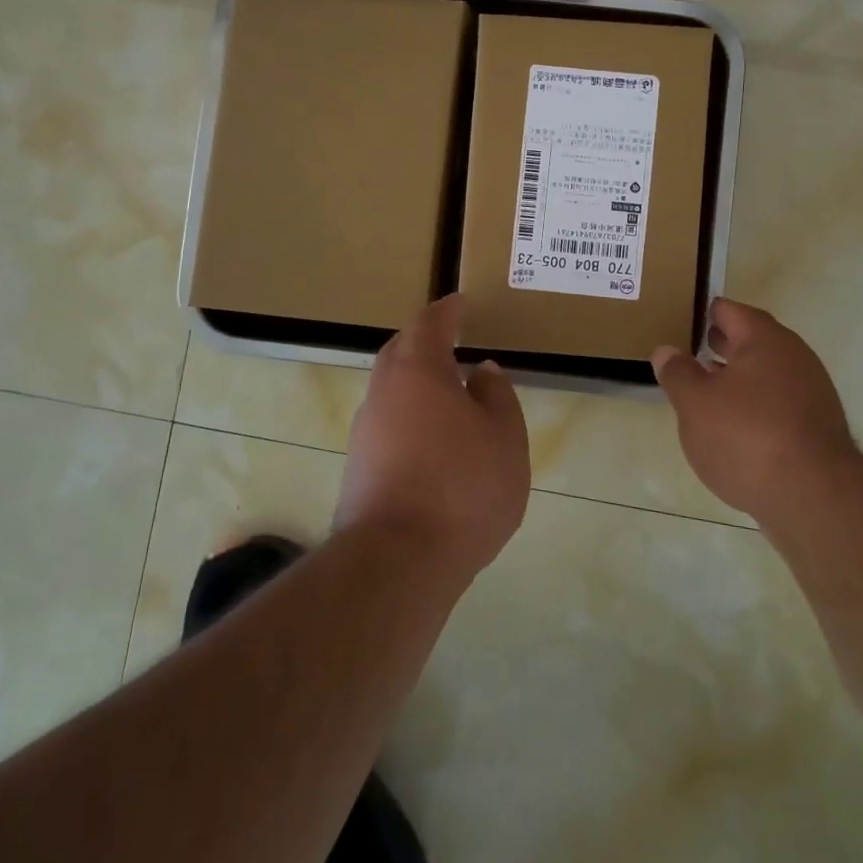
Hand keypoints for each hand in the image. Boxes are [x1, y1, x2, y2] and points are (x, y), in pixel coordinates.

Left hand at [334, 294, 530, 580]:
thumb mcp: (504, 437)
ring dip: (416, 380)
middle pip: (401, 351)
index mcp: (419, 370)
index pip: (431, 323)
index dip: (448, 311)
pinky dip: (409, 415)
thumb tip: (481, 372)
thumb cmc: (463, 486)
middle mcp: (384, 391)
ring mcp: (365, 430)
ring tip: (449, 391)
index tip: (460, 302)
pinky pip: (388, 421)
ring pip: (391, 388)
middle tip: (451, 339)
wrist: (397, 561)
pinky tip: (432, 438)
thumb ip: (496, 396)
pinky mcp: (358, 466)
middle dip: (425, 340)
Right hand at [651, 298, 859, 525]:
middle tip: (688, 351)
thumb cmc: (746, 436)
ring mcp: (811, 392)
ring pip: (765, 374)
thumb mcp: (695, 403)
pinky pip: (778, 403)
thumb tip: (666, 350)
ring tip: (705, 392)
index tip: (681, 318)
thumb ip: (677, 373)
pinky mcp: (817, 427)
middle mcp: (794, 356)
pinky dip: (755, 405)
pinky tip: (734, 428)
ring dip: (737, 378)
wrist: (814, 498)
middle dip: (720, 344)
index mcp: (764, 339)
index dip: (703, 313)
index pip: (729, 311)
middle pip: (751, 340)